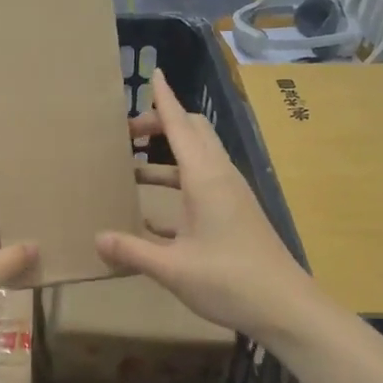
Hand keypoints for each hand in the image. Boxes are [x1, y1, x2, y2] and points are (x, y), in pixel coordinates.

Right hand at [96, 70, 310, 341]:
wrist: (285, 307)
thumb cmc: (230, 281)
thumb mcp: (173, 269)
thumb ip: (132, 251)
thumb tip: (97, 239)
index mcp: (205, 178)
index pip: (180, 127)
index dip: (164, 101)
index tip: (152, 75)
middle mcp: (220, 177)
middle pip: (193, 134)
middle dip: (162, 125)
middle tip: (128, 134)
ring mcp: (230, 196)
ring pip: (197, 160)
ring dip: (167, 157)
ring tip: (131, 168)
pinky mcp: (234, 215)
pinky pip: (201, 187)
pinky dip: (177, 187)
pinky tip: (151, 214)